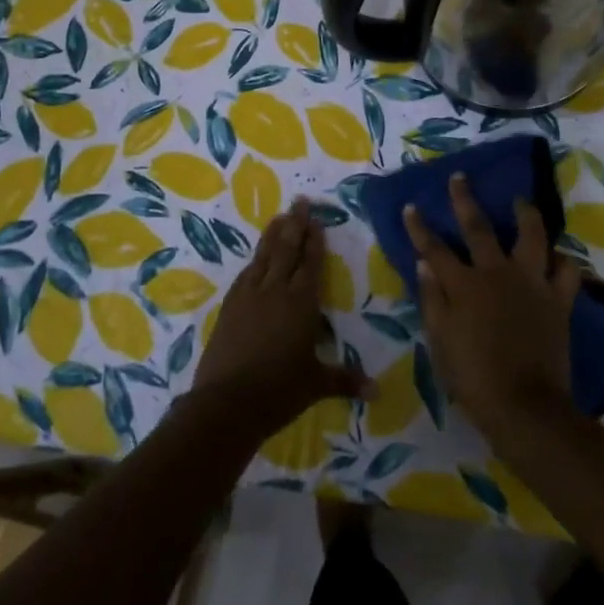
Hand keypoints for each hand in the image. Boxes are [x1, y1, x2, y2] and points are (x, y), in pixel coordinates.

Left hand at [192, 199, 370, 439]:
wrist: (226, 402)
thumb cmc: (279, 390)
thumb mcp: (316, 384)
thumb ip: (346, 380)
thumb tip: (377, 391)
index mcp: (301, 303)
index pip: (311, 263)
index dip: (315, 241)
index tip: (317, 219)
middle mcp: (275, 291)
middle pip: (286, 250)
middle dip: (295, 225)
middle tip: (300, 201)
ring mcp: (248, 296)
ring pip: (263, 256)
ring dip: (273, 235)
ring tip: (279, 217)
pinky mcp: (229, 306)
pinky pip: (246, 274)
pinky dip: (255, 261)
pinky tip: (256, 258)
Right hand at [403, 173, 581, 441]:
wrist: (524, 405)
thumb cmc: (473, 377)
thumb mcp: (440, 341)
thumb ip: (432, 299)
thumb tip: (424, 264)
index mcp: (464, 285)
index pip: (435, 249)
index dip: (420, 227)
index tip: (412, 206)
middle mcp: (497, 274)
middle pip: (479, 228)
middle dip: (465, 200)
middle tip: (461, 178)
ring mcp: (532, 284)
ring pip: (532, 237)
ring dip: (525, 215)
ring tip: (521, 201)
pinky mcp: (559, 300)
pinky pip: (567, 272)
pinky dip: (563, 261)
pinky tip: (559, 256)